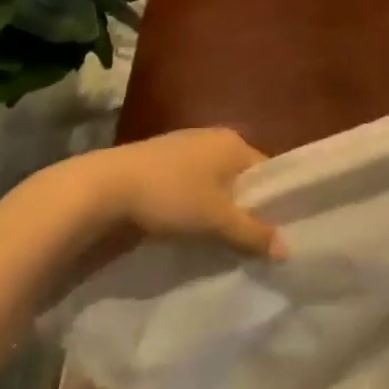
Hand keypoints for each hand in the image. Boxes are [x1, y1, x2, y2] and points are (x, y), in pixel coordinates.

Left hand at [20, 128, 281, 259]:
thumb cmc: (170, 196)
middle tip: (249, 243)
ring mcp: (181, 149)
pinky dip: (192, 209)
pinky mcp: (156, 165)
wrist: (100, 190)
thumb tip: (288, 250)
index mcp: (233, 142)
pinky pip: (188, 188)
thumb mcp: (217, 220)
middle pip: (239, 179)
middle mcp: (210, 138)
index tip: (273, 234)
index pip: (267, 172)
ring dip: (216, 211)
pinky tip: (187, 232)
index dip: (273, 203)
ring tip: (219, 243)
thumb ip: (253, 234)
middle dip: (243, 209)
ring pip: (212, 185)